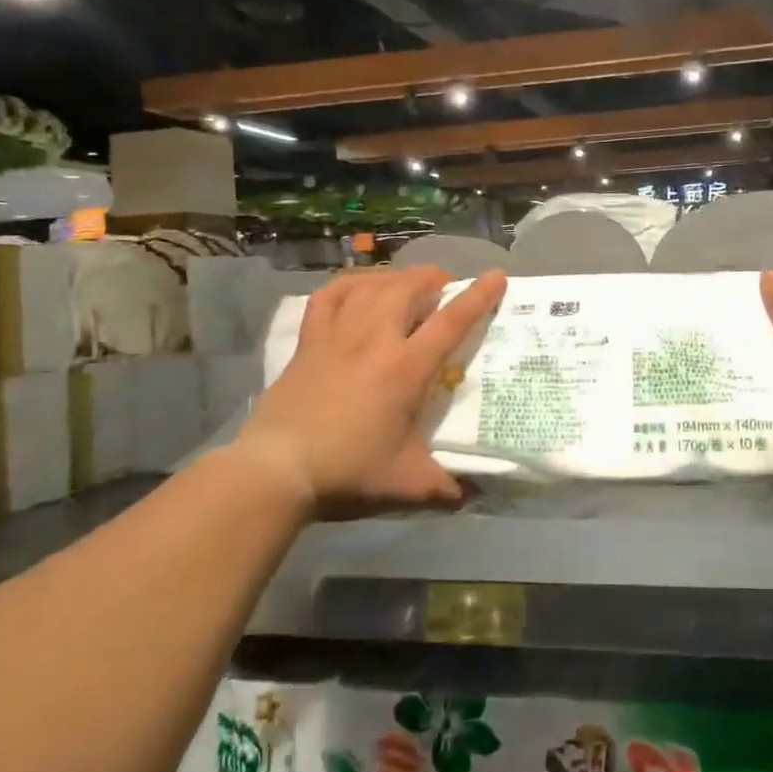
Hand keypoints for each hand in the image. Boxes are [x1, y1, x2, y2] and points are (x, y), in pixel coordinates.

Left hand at [231, 266, 506, 515]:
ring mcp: (337, 336)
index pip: (450, 322)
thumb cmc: (347, 472)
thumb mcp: (406, 483)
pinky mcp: (308, 342)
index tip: (496, 276)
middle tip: (445, 284)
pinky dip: (349, 283)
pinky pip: (329, 297)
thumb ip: (444, 487)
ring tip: (409, 281)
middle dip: (432, 278)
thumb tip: (470, 495)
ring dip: (397, 277)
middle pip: (408, 289)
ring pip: (371, 287)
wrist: (276, 470)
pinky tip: (360, 286)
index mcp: (405, 369)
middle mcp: (374, 340)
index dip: (478, 297)